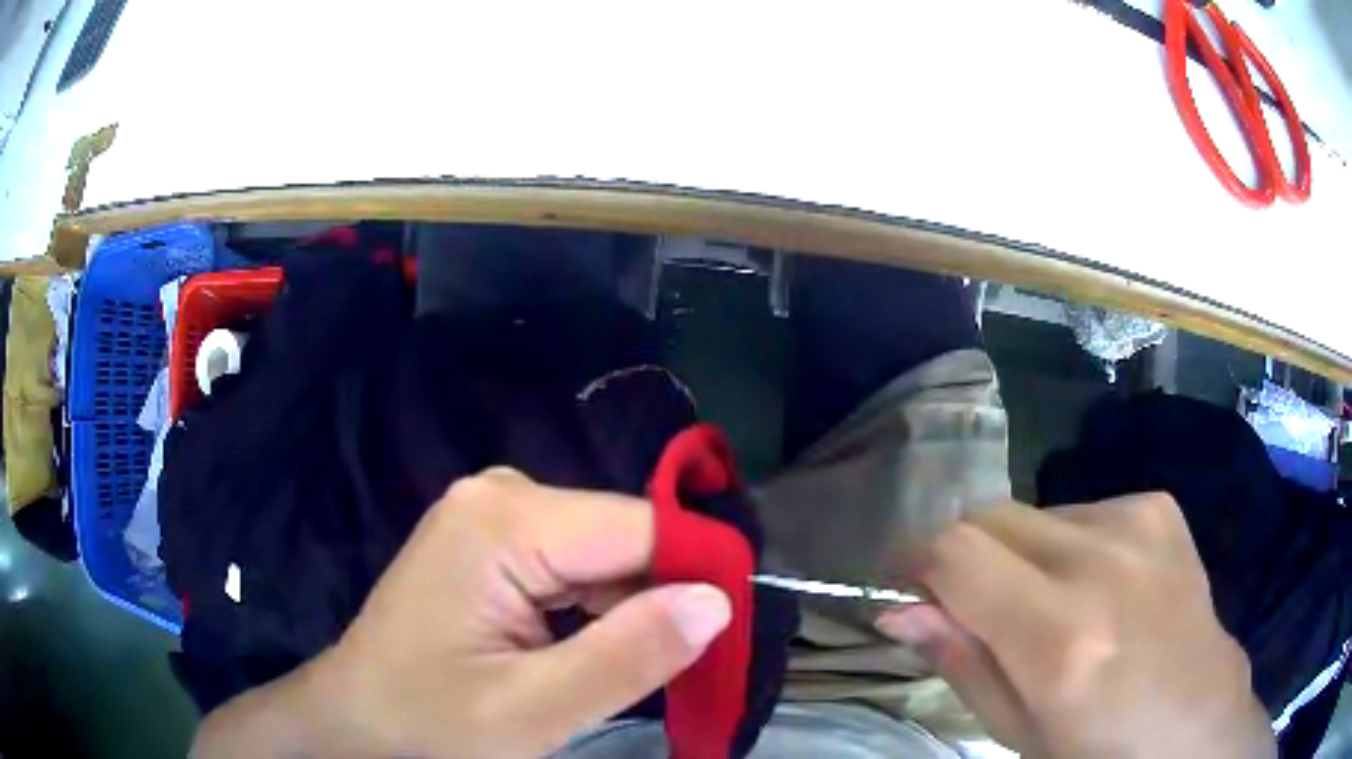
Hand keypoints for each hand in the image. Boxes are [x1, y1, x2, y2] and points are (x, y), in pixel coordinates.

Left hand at [191, 468, 730, 757]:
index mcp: (504, 519)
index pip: (641, 527)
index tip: (730, 637)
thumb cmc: (428, 723)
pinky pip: (573, 566)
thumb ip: (627, 657)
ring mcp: (493, 513)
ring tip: (621, 673)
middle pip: (622, 539)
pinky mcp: (493, 541)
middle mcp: (501, 494)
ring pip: (604, 555)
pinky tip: (580, 653)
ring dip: (628, 613)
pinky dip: (596, 612)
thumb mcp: (532, 711)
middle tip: (677, 674)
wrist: (356, 720)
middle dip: (658, 603)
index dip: (698, 577)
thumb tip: (718, 601)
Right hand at [874, 494, 1273, 758]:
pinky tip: (1100, 588)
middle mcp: (1102, 563)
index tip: (906, 590)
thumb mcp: (1017, 731)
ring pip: (1033, 514)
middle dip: (965, 558)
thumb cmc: (1099, 751)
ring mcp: (1139, 522)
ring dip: (1019, 557)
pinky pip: (1081, 511)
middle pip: (989, 516)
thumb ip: (961, 661)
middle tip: (976, 609)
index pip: (956, 553)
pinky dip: (1068, 546)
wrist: (1197, 719)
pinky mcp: (1159, 507)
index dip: (915, 563)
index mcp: (1062, 640)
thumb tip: (899, 610)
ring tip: (1051, 609)